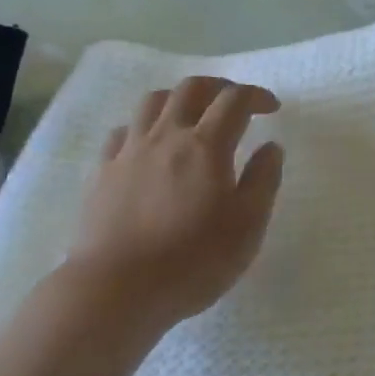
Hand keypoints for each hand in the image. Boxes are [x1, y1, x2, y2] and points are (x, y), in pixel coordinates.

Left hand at [63, 77, 285, 326]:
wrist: (116, 289)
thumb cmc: (193, 261)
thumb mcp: (248, 226)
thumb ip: (263, 180)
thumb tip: (271, 147)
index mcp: (206, 145)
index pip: (234, 101)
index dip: (256, 96)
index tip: (271, 108)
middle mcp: (167, 136)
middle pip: (190, 88)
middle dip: (218, 86)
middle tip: (234, 101)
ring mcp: (130, 151)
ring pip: (152, 102)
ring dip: (177, 98)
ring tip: (191, 114)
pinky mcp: (102, 172)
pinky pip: (122, 132)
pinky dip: (142, 127)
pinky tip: (148, 144)